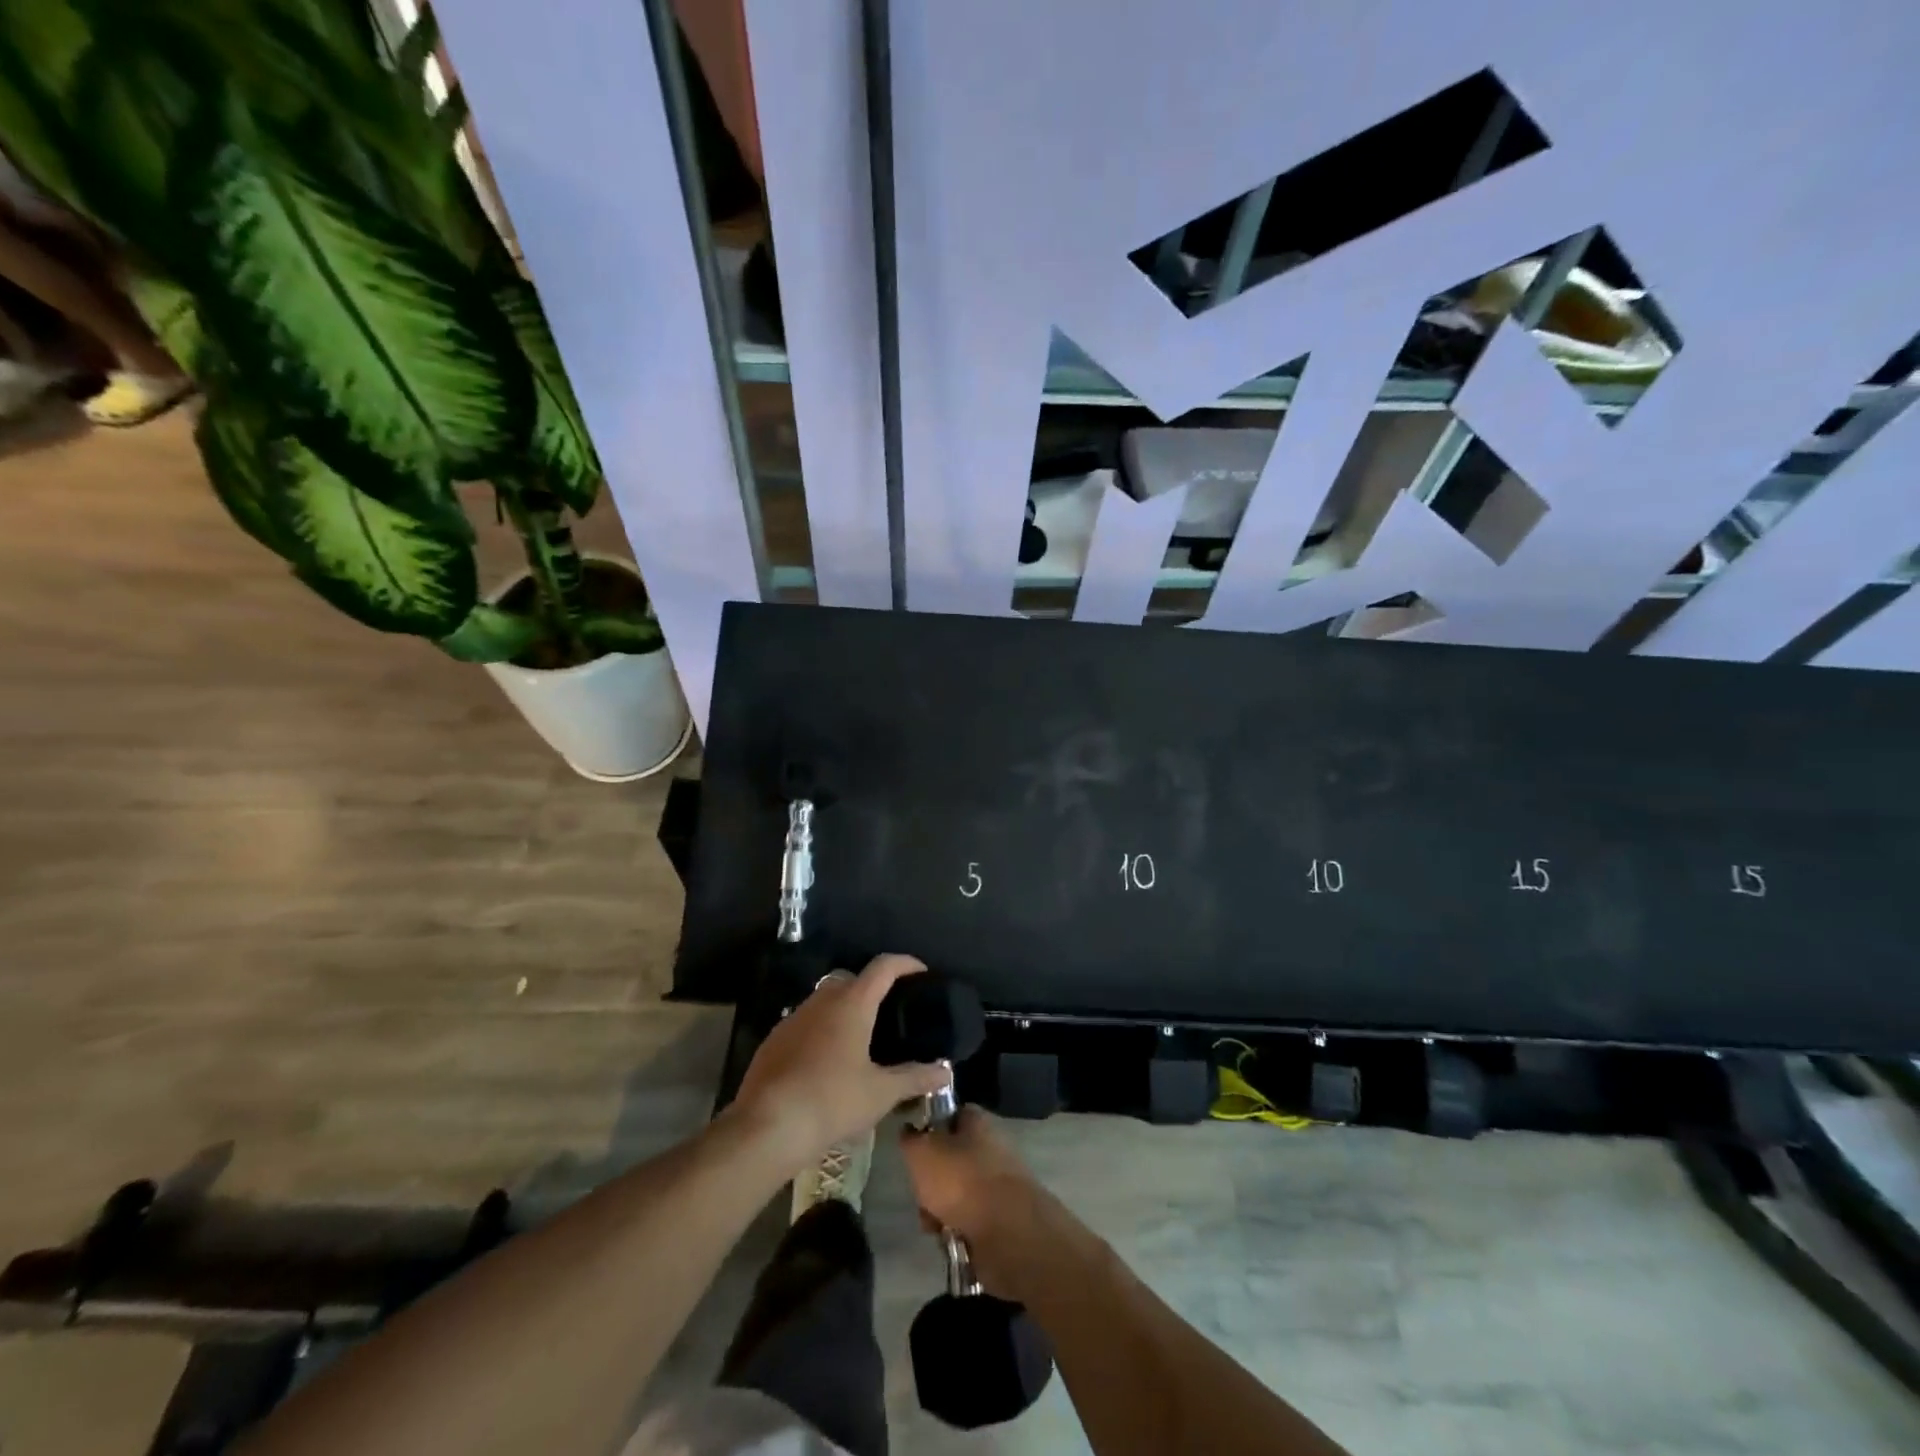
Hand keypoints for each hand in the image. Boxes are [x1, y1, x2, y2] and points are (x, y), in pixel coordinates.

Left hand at [732, 954, 951, 1175]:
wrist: (767, 1126)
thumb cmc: (832, 1101)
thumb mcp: (881, 1093)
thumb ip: (915, 1077)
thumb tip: (946, 1072)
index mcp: (852, 1003)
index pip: (883, 966)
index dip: (905, 963)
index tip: (921, 972)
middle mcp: (822, 1000)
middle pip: (852, 978)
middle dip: (872, 987)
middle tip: (891, 1011)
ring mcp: (794, 1018)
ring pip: (825, 999)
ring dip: (845, 1008)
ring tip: (862, 1037)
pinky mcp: (774, 1040)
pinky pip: (806, 1022)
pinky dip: (822, 1029)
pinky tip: (829, 1060)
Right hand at [899, 1106, 1050, 1291]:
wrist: (1008, 1232)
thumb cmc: (961, 1180)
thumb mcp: (921, 1152)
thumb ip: (911, 1140)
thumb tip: (910, 1133)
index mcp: (977, 1122)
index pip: (950, 1115)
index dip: (929, 1128)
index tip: (914, 1148)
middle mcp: (990, 1148)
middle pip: (950, 1160)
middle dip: (930, 1182)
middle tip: (921, 1194)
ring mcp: (997, 1185)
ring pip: (956, 1194)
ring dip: (939, 1210)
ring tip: (934, 1224)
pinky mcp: (1001, 1219)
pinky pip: (968, 1221)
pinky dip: (955, 1231)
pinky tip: (949, 1240)